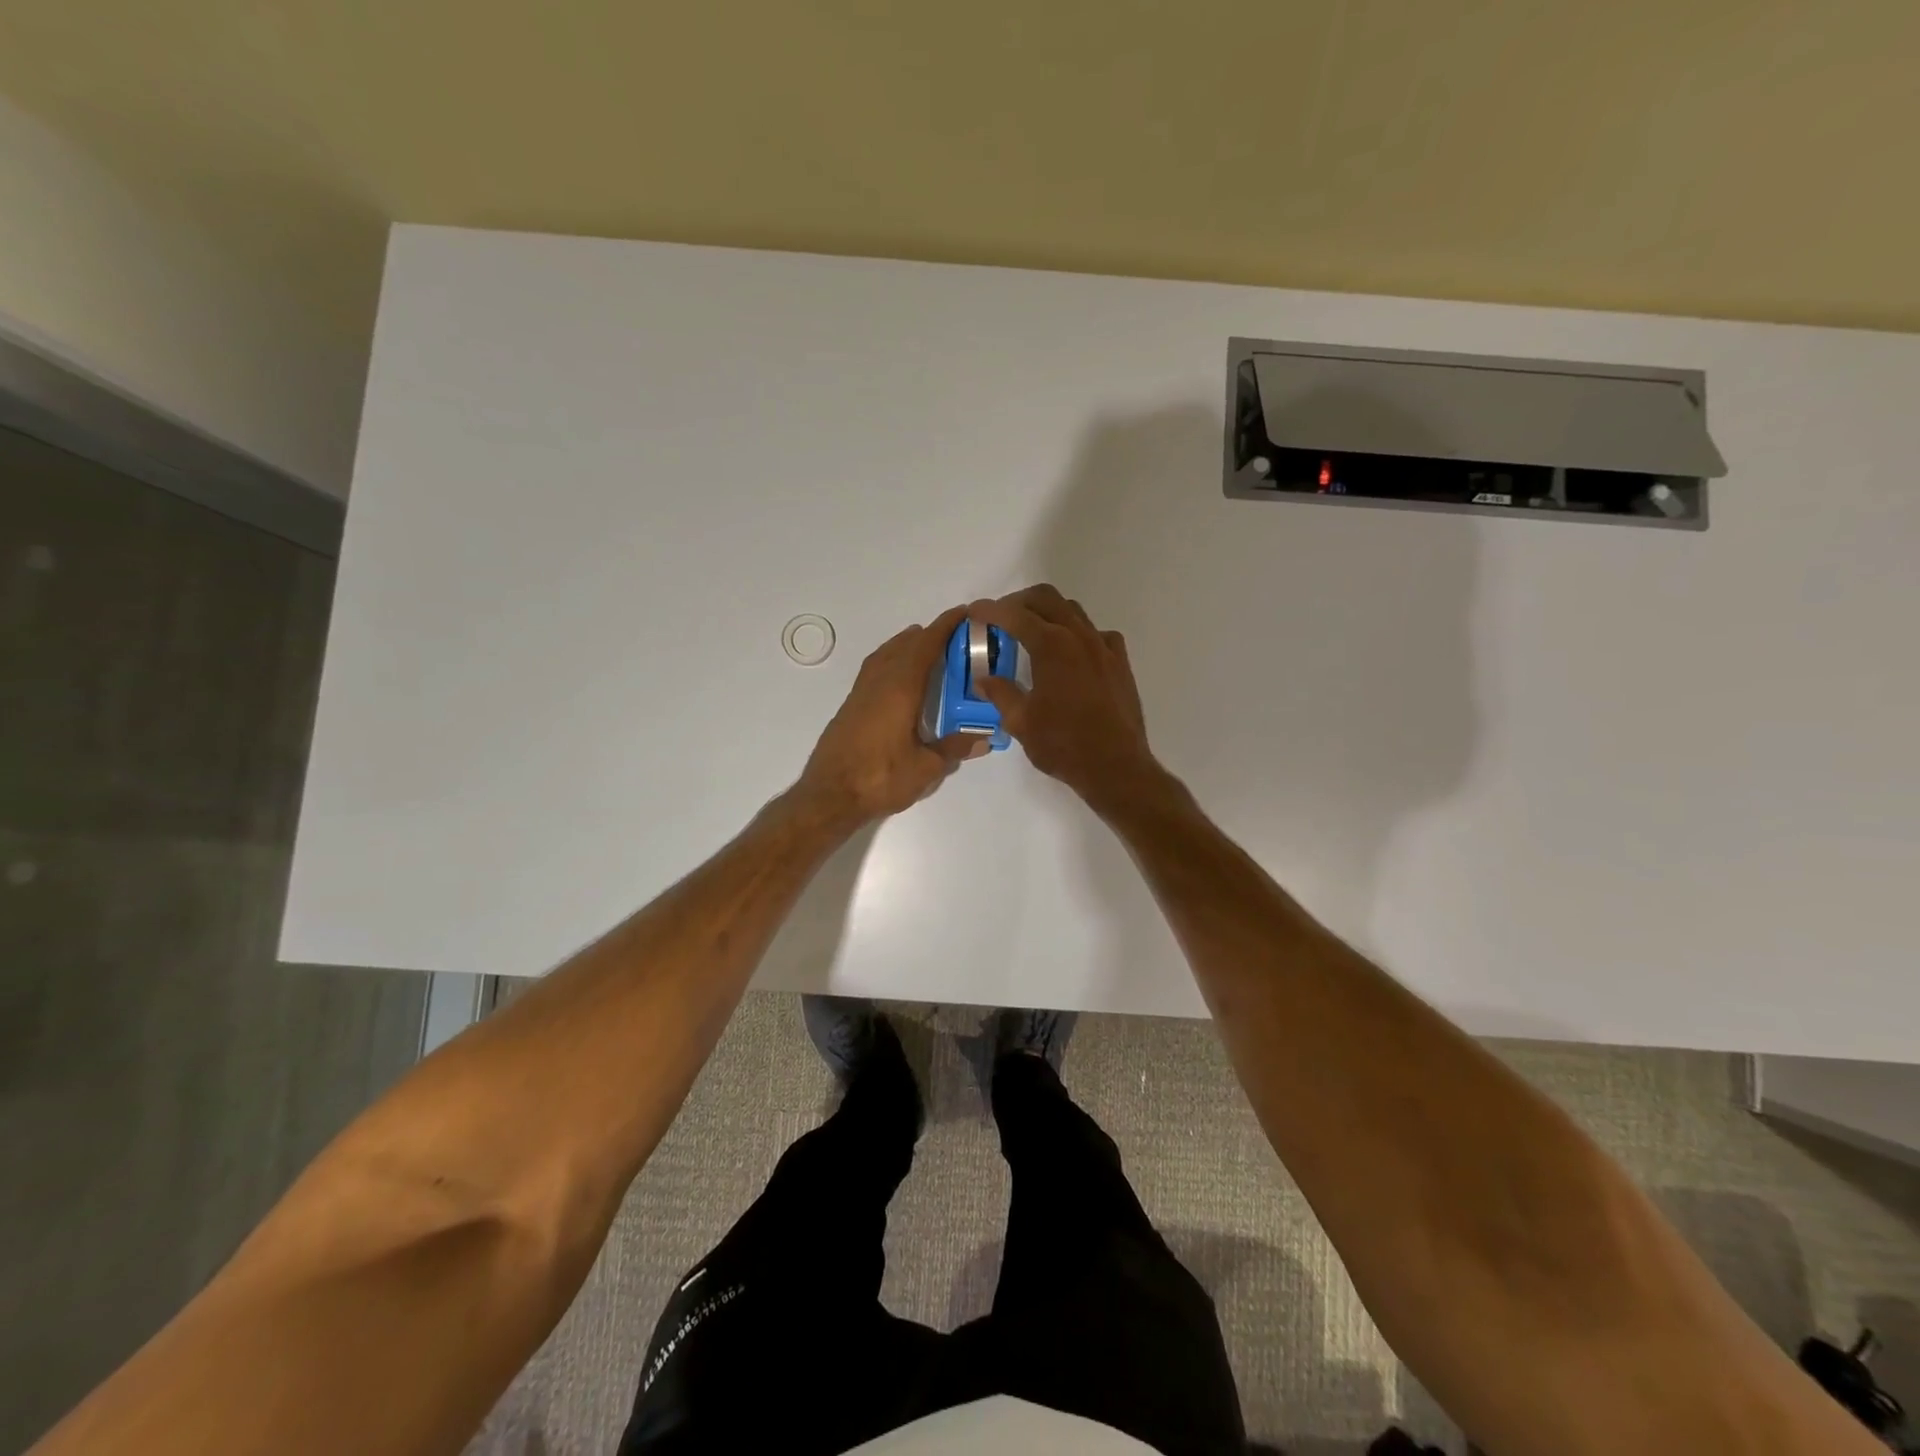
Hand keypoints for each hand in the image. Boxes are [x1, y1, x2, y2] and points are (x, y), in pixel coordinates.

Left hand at [796, 604, 985, 824]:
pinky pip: (874, 669)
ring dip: (905, 645)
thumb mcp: (925, 768)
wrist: (829, 795)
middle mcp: (879, 683)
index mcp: (900, 689)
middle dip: (928, 634)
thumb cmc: (880, 779)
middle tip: (952, 633)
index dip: (944, 627)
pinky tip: (897, 676)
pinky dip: (891, 660)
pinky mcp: (850, 706)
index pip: (925, 647)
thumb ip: (954, 749)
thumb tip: (984, 739)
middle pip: (904, 646)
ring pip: (885, 656)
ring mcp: (860, 693)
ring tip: (924, 645)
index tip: (963, 613)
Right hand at [969, 584, 1160, 809]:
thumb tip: (982, 679)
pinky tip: (1070, 654)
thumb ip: (1000, 693)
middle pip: (1046, 599)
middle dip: (1019, 602)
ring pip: (1072, 611)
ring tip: (1031, 633)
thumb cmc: (1063, 745)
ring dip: (1048, 613)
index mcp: (1051, 646)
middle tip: (1001, 618)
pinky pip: (1096, 633)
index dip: (990, 610)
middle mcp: (1078, 636)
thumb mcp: (1021, 722)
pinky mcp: (1119, 661)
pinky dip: (1077, 633)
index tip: (974, 612)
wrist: (1116, 766)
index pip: (1014, 615)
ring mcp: (1103, 646)